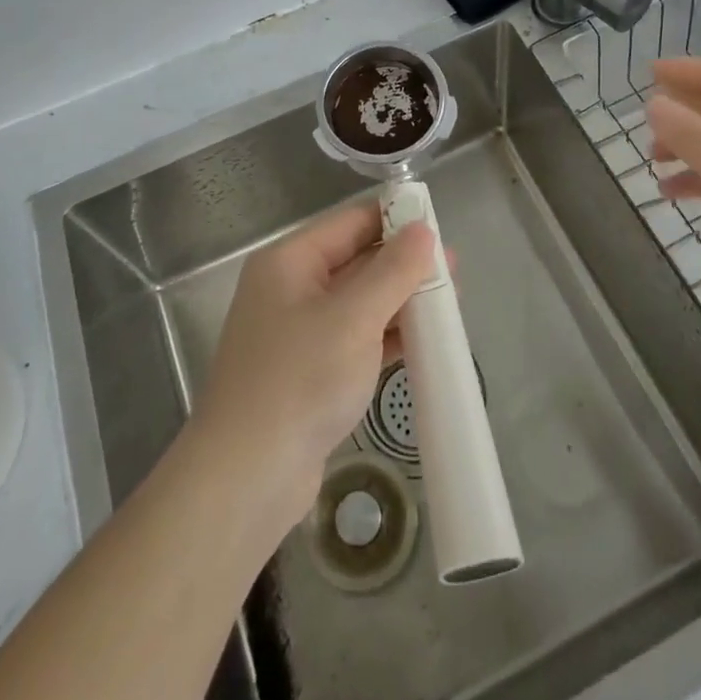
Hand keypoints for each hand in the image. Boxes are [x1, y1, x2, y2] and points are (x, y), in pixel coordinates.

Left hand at [191, 200, 434, 530]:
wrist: (246, 479)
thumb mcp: (353, 318)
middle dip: (404, 266)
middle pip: (356, 261)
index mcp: (290, 261)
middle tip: (454, 273)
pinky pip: (356, 339)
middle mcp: (291, 289)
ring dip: (400, 303)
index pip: (351, 222)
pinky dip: (387, 337)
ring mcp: (299, 334)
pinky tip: (425, 342)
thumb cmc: (300, 380)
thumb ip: (393, 271)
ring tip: (449, 306)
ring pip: (359, 303)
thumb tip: (423, 230)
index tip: (440, 229)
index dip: (395, 220)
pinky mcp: (310, 373)